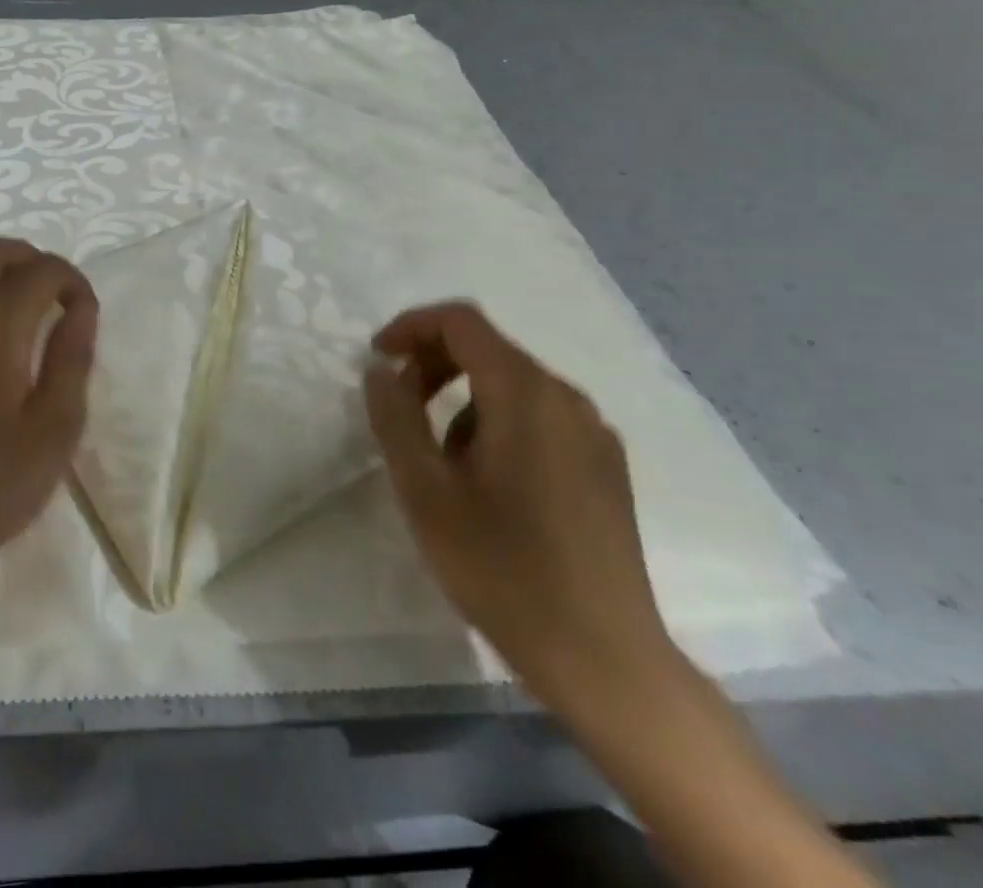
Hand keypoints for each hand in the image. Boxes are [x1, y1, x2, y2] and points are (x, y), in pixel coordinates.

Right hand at [365, 301, 672, 712]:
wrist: (604, 659)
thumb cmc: (502, 568)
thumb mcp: (425, 490)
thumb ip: (395, 417)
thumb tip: (380, 370)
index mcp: (524, 393)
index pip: (461, 322)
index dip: (411, 326)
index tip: (377, 358)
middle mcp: (567, 398)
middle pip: (489, 348)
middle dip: (433, 363)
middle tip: (399, 405)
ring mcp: (594, 433)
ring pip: (513, 385)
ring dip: (462, 398)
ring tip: (439, 458)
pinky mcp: (606, 467)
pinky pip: (541, 417)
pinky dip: (498, 422)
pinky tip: (487, 482)